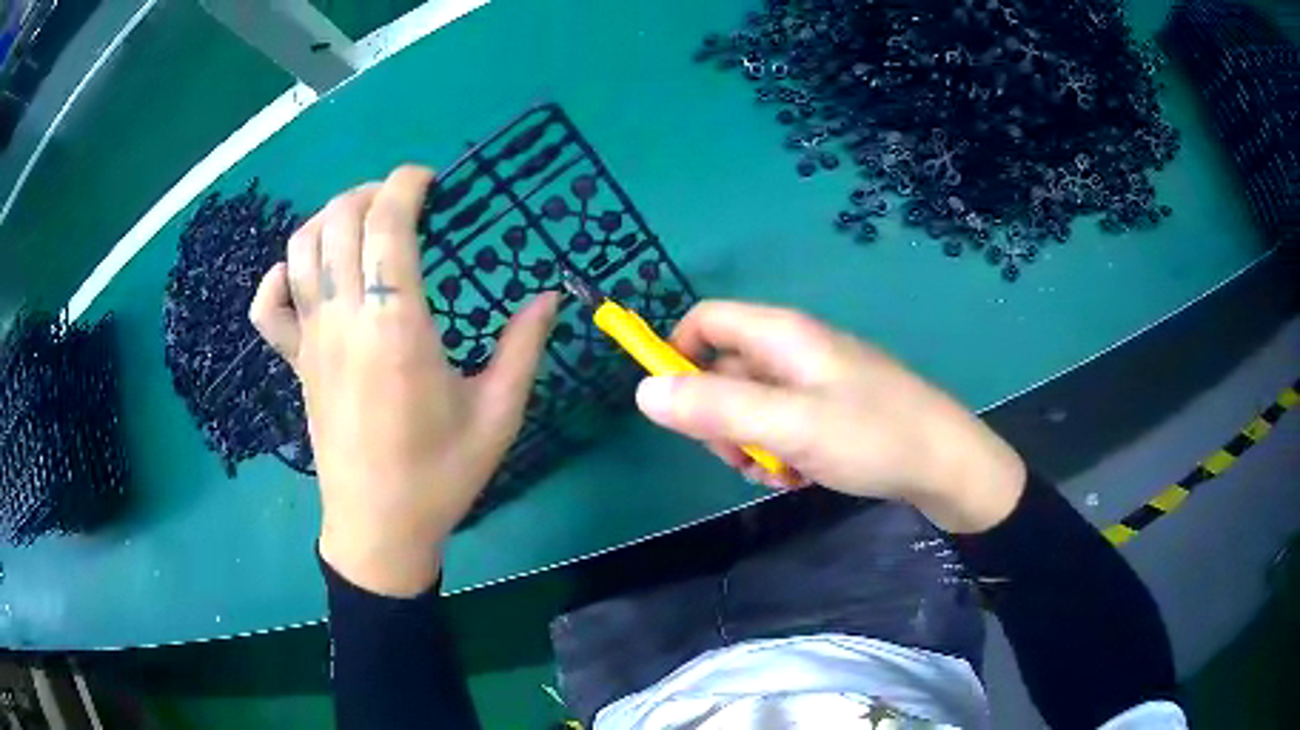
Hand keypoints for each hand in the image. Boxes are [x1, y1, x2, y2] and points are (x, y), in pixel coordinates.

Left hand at [250, 165, 557, 595]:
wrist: (379, 530)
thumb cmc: (440, 477)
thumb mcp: (497, 415)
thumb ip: (524, 347)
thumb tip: (550, 295)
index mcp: (397, 329)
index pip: (387, 225)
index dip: (407, 185)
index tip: (432, 181)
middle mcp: (345, 322)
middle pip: (339, 221)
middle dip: (372, 192)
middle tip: (405, 203)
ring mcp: (312, 341)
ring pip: (301, 249)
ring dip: (330, 218)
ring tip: (362, 224)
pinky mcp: (296, 363)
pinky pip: (268, 307)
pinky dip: (280, 277)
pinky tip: (304, 275)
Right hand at [634, 301, 1025, 533]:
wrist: (948, 466)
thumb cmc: (872, 436)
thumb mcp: (789, 425)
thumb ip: (715, 408)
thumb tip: (644, 391)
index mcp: (782, 335)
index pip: (705, 322)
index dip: (677, 356)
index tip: (674, 409)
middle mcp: (794, 350)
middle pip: (723, 370)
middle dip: (718, 418)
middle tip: (741, 457)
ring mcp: (814, 382)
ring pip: (750, 407)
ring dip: (749, 444)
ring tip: (778, 473)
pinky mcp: (830, 411)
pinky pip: (781, 426)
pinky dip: (778, 453)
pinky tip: (800, 477)